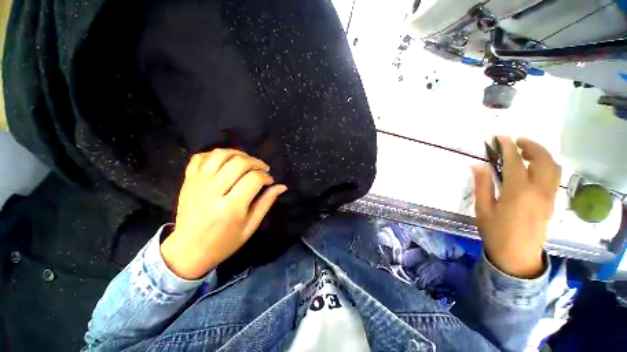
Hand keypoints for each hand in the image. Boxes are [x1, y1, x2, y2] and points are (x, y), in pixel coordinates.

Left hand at [160, 149, 286, 279]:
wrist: (188, 250)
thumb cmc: (223, 242)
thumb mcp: (250, 227)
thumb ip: (266, 203)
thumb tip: (281, 186)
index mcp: (231, 207)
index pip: (254, 179)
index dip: (266, 177)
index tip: (269, 181)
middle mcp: (213, 191)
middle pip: (239, 163)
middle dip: (256, 163)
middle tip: (262, 170)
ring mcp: (198, 183)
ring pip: (220, 155)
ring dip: (238, 154)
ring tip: (247, 162)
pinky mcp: (188, 180)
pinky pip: (200, 157)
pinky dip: (215, 154)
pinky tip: (225, 162)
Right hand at [473, 137, 560, 278]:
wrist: (518, 255)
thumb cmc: (496, 232)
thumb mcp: (483, 209)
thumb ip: (482, 185)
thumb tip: (477, 165)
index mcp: (518, 192)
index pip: (515, 162)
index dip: (508, 147)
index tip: (501, 137)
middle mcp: (538, 191)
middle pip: (543, 160)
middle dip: (531, 146)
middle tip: (517, 141)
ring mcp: (549, 197)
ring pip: (553, 167)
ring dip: (542, 154)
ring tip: (527, 151)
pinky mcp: (552, 202)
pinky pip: (554, 177)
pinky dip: (547, 165)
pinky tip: (534, 167)